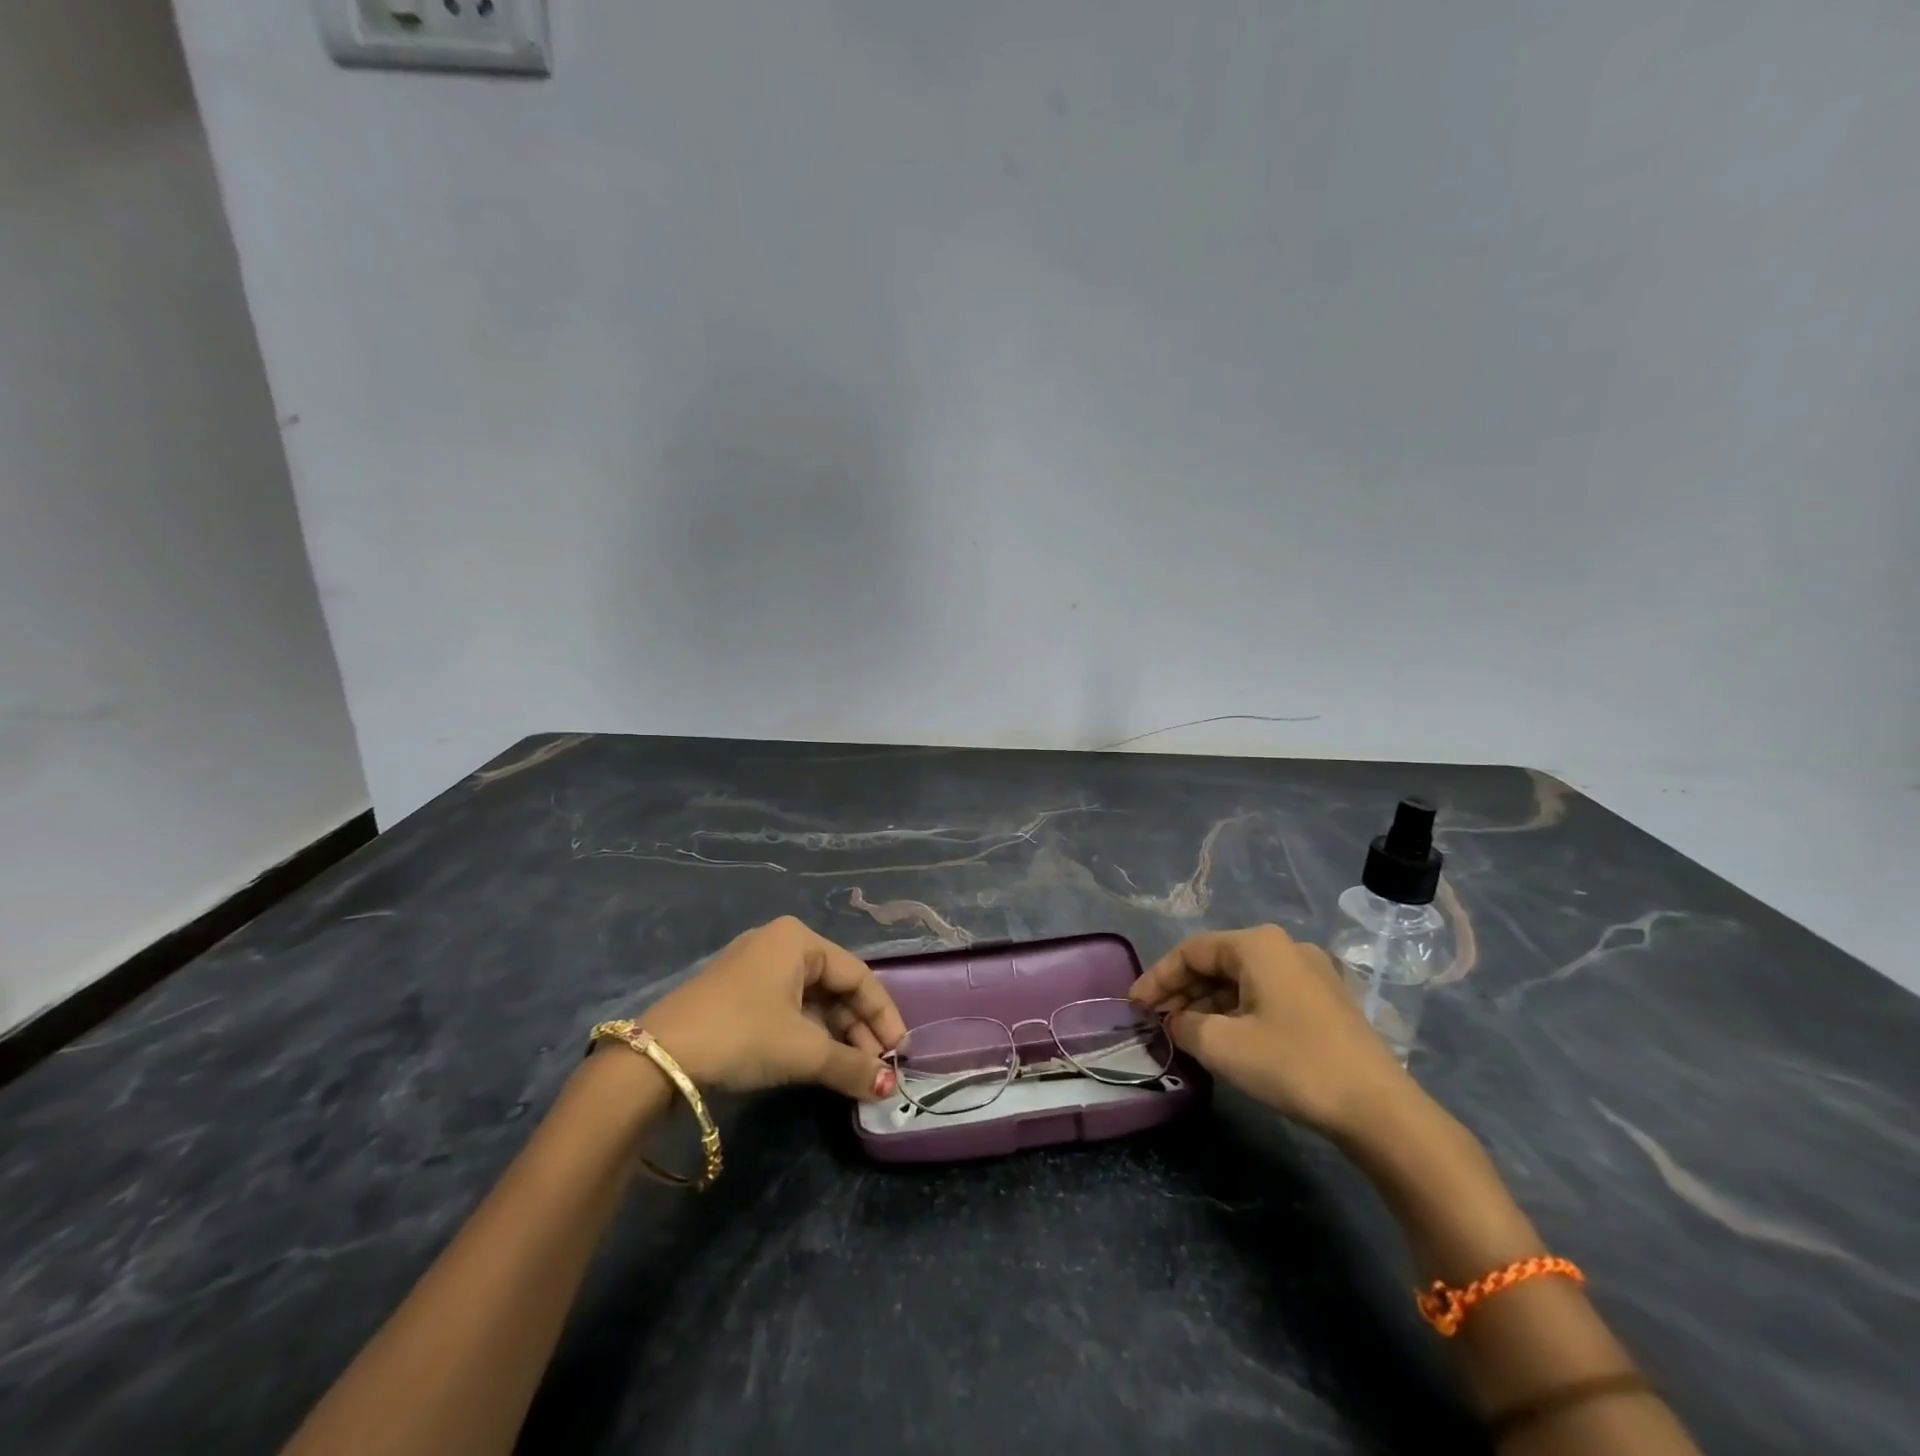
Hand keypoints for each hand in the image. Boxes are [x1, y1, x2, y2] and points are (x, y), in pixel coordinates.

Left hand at [634, 918, 906, 1100]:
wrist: (657, 1058)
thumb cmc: (742, 1034)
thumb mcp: (803, 1050)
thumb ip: (851, 1065)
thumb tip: (888, 1089)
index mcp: (799, 940)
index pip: (858, 975)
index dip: (883, 1015)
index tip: (901, 1053)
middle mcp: (780, 944)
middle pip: (836, 987)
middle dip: (860, 1030)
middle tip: (878, 1069)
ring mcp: (756, 969)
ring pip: (812, 1001)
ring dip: (836, 1037)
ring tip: (855, 1073)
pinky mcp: (739, 995)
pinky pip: (789, 1010)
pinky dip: (810, 1036)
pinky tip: (822, 1063)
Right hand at [1129, 924, 1421, 1139]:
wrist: (1380, 1110)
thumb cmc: (1293, 1065)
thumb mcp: (1223, 1046)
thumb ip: (1185, 1026)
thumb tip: (1174, 1021)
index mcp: (1258, 945)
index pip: (1191, 951)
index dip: (1157, 978)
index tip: (1134, 1007)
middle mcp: (1284, 947)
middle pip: (1216, 963)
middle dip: (1182, 992)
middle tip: (1156, 1022)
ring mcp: (1309, 973)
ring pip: (1241, 980)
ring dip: (1208, 1005)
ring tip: (1185, 1034)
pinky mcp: (1324, 1001)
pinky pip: (1265, 995)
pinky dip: (1237, 1012)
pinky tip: (1224, 1040)